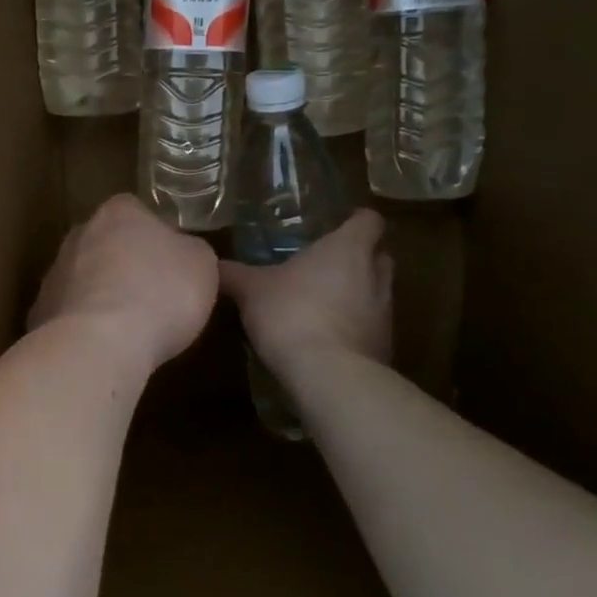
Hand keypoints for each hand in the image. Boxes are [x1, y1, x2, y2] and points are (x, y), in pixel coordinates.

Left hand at [29, 194, 218, 371]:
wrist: (100, 344)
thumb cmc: (160, 294)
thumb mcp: (202, 265)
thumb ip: (191, 251)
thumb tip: (183, 253)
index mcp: (119, 212)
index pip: (138, 212)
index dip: (158, 237)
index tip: (173, 265)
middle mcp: (80, 233)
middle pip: (108, 244)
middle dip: (126, 265)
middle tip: (154, 296)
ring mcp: (55, 273)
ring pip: (86, 279)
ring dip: (104, 296)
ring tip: (131, 329)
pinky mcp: (41, 312)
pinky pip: (71, 314)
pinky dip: (86, 327)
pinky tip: (104, 348)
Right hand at [219, 209, 392, 376]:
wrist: (329, 376)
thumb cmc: (292, 314)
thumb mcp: (251, 290)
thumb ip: (233, 274)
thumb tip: (211, 263)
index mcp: (348, 249)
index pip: (369, 220)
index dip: (356, 221)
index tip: (338, 226)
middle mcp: (375, 275)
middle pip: (380, 255)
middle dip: (360, 258)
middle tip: (327, 265)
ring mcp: (385, 313)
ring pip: (378, 293)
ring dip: (358, 295)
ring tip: (324, 305)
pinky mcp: (384, 347)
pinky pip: (371, 328)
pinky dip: (355, 329)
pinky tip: (328, 340)